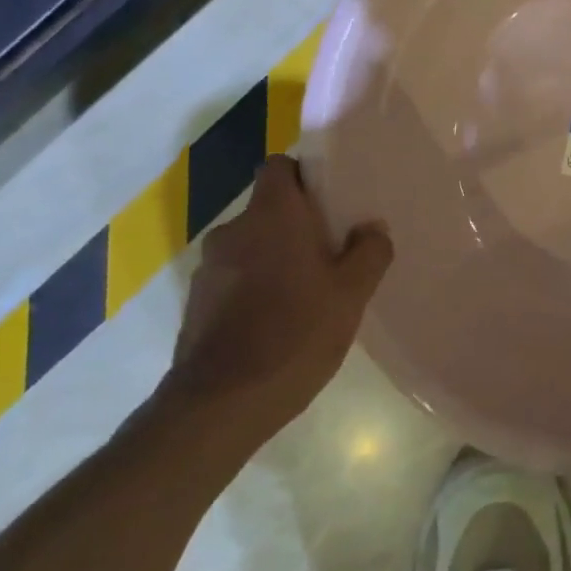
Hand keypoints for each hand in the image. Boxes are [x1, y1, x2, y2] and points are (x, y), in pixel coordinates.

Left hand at [164, 156, 391, 452]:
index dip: (306, 176)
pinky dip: (256, 286)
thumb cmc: (296, 334)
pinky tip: (278, 320)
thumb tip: (372, 228)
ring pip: (252, 245)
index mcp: (272, 215)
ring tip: (308, 292)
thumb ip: (370, 251)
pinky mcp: (197, 302)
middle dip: (298, 224)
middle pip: (269, 208)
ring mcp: (209, 267)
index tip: (331, 201)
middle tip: (333, 252)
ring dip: (276, 257)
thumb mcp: (352, 294)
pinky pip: (235, 276)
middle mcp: (234, 230)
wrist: (220, 404)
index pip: (280, 166)